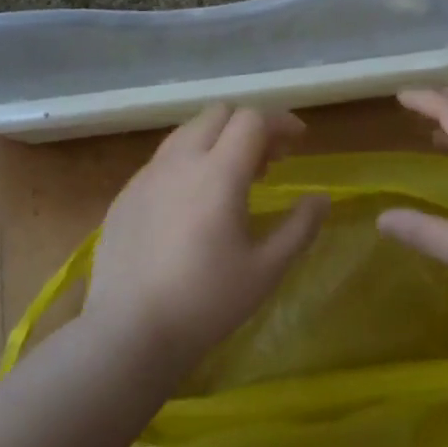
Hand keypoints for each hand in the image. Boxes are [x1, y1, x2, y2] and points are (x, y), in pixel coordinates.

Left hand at [83, 104, 328, 376]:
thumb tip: (322, 199)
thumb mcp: (266, 269)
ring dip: (216, 140)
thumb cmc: (206, 302)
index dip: (280, 122)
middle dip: (248, 125)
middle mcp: (180, 161)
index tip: (298, 142)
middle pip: (218, 114)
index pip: (252, 119)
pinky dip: (188, 162)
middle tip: (268, 161)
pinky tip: (192, 204)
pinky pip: (163, 160)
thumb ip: (300, 227)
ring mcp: (146, 176)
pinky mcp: (125, 195)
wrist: (128, 332)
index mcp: (218, 172)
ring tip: (231, 178)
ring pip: (187, 132)